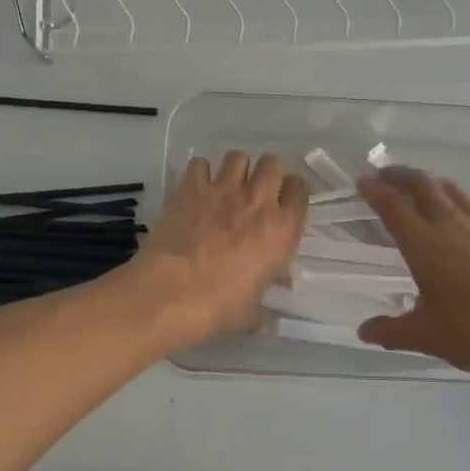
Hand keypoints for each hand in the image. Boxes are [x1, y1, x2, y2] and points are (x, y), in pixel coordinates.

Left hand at [131, 151, 307, 346]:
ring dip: (236, 168)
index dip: (292, 194)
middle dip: (266, 173)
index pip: (300, 191)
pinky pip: (200, 163)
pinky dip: (200, 173)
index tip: (283, 204)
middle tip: (255, 192)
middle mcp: (258, 201)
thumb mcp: (252, 312)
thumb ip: (264, 302)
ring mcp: (223, 190)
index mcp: (282, 230)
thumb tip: (271, 314)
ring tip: (226, 186)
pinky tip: (196, 189)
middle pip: (272, 163)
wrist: (169, 295)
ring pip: (238, 156)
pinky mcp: (190, 187)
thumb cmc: (218, 308)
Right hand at [356, 167, 469, 380]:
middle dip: (399, 175)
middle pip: (422, 185)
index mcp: (424, 243)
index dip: (374, 190)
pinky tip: (464, 212)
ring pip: (452, 190)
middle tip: (384, 175)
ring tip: (420, 186)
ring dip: (430, 182)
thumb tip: (364, 331)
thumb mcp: (427, 337)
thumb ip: (392, 330)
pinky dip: (460, 200)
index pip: (392, 205)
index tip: (362, 182)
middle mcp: (451, 224)